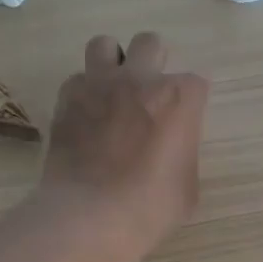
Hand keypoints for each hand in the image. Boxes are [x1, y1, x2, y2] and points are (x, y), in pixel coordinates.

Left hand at [38, 31, 209, 261]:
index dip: (190, 105)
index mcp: (179, 99)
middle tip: (149, 98)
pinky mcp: (66, 101)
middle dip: (154, 64)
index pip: (196, 84)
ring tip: (112, 93)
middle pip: (151, 45)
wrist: (90, 217)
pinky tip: (86, 117)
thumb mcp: (187, 188)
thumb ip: (183, 154)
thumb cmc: (150, 208)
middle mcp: (139, 80)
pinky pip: (76, 80)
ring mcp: (98, 85)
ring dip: (113, 64)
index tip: (183, 125)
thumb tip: (172, 149)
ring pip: (104, 45)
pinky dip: (83, 93)